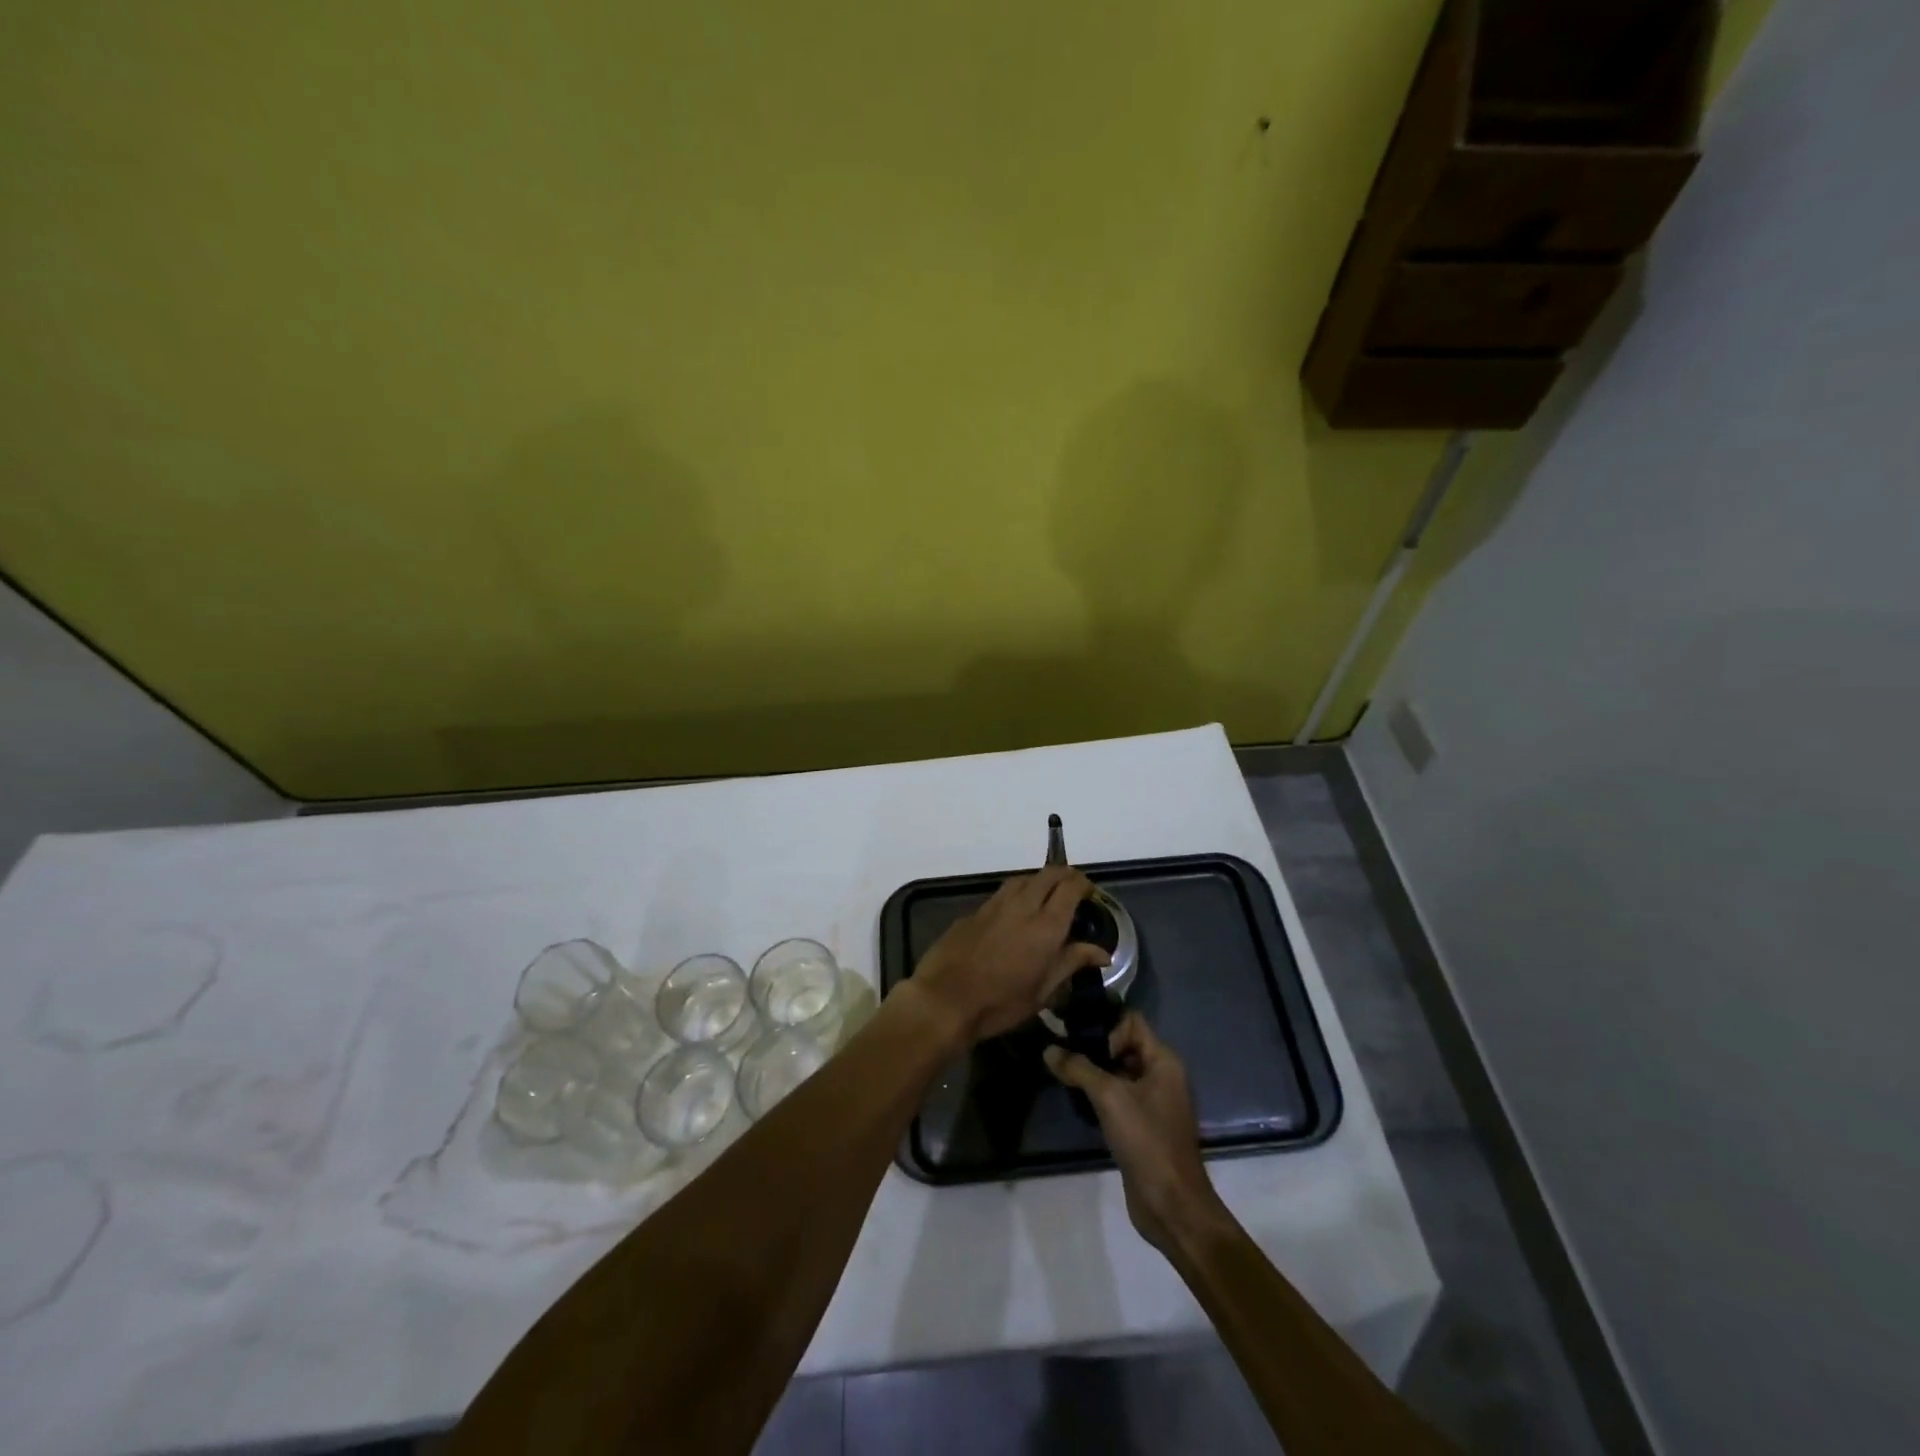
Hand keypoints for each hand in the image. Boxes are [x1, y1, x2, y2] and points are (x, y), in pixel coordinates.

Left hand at [910, 867, 1109, 1043]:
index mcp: (1046, 925)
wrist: (945, 999)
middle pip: (1048, 875)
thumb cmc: (1001, 1003)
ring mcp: (995, 905)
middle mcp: (1023, 905)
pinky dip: (1016, 895)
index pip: (1071, 887)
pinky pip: (1002, 893)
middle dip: (1064, 876)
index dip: (1084, 884)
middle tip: (1072, 891)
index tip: (1090, 894)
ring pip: (1023, 879)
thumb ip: (1071, 963)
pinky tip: (1014, 914)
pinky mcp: (974, 911)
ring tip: (1045, 898)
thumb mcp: (1043, 991)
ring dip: (1039, 881)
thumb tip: (1102, 952)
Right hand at [1044, 1013, 1224, 1254]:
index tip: (1078, 1040)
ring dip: (1093, 1071)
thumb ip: (1078, 1068)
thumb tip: (1049, 1049)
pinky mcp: (1142, 1125)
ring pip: (1118, 1072)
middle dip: (1093, 1046)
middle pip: (1123, 1045)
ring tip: (1062, 1071)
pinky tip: (1075, 1098)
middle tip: (1061, 1050)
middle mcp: (1161, 1075)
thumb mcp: (1109, 1098)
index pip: (1131, 1021)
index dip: (1105, 1026)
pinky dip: (1098, 1094)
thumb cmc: (1146, 1140)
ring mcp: (1153, 1102)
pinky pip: (1117, 1097)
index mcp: (1163, 1061)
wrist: (1171, 1205)